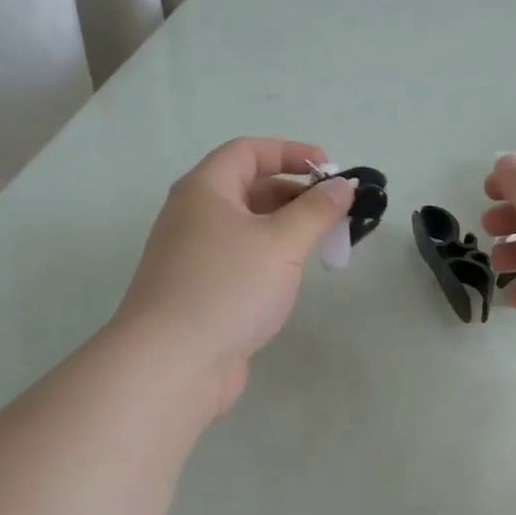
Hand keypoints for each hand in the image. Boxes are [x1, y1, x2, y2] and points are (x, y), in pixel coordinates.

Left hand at [117, 138, 354, 416]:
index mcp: (205, 190)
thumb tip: (343, 186)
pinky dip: (272, 257)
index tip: (331, 170)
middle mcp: (194, 215)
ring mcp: (194, 255)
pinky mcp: (201, 289)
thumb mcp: (282, 242)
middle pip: (250, 188)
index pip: (248, 151)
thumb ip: (317, 210)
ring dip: (287, 228)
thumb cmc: (228, 287)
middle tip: (336, 213)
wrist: (171, 363)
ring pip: (248, 226)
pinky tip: (293, 277)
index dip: (291, 152)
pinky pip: (243, 258)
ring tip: (324, 244)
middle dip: (296, 194)